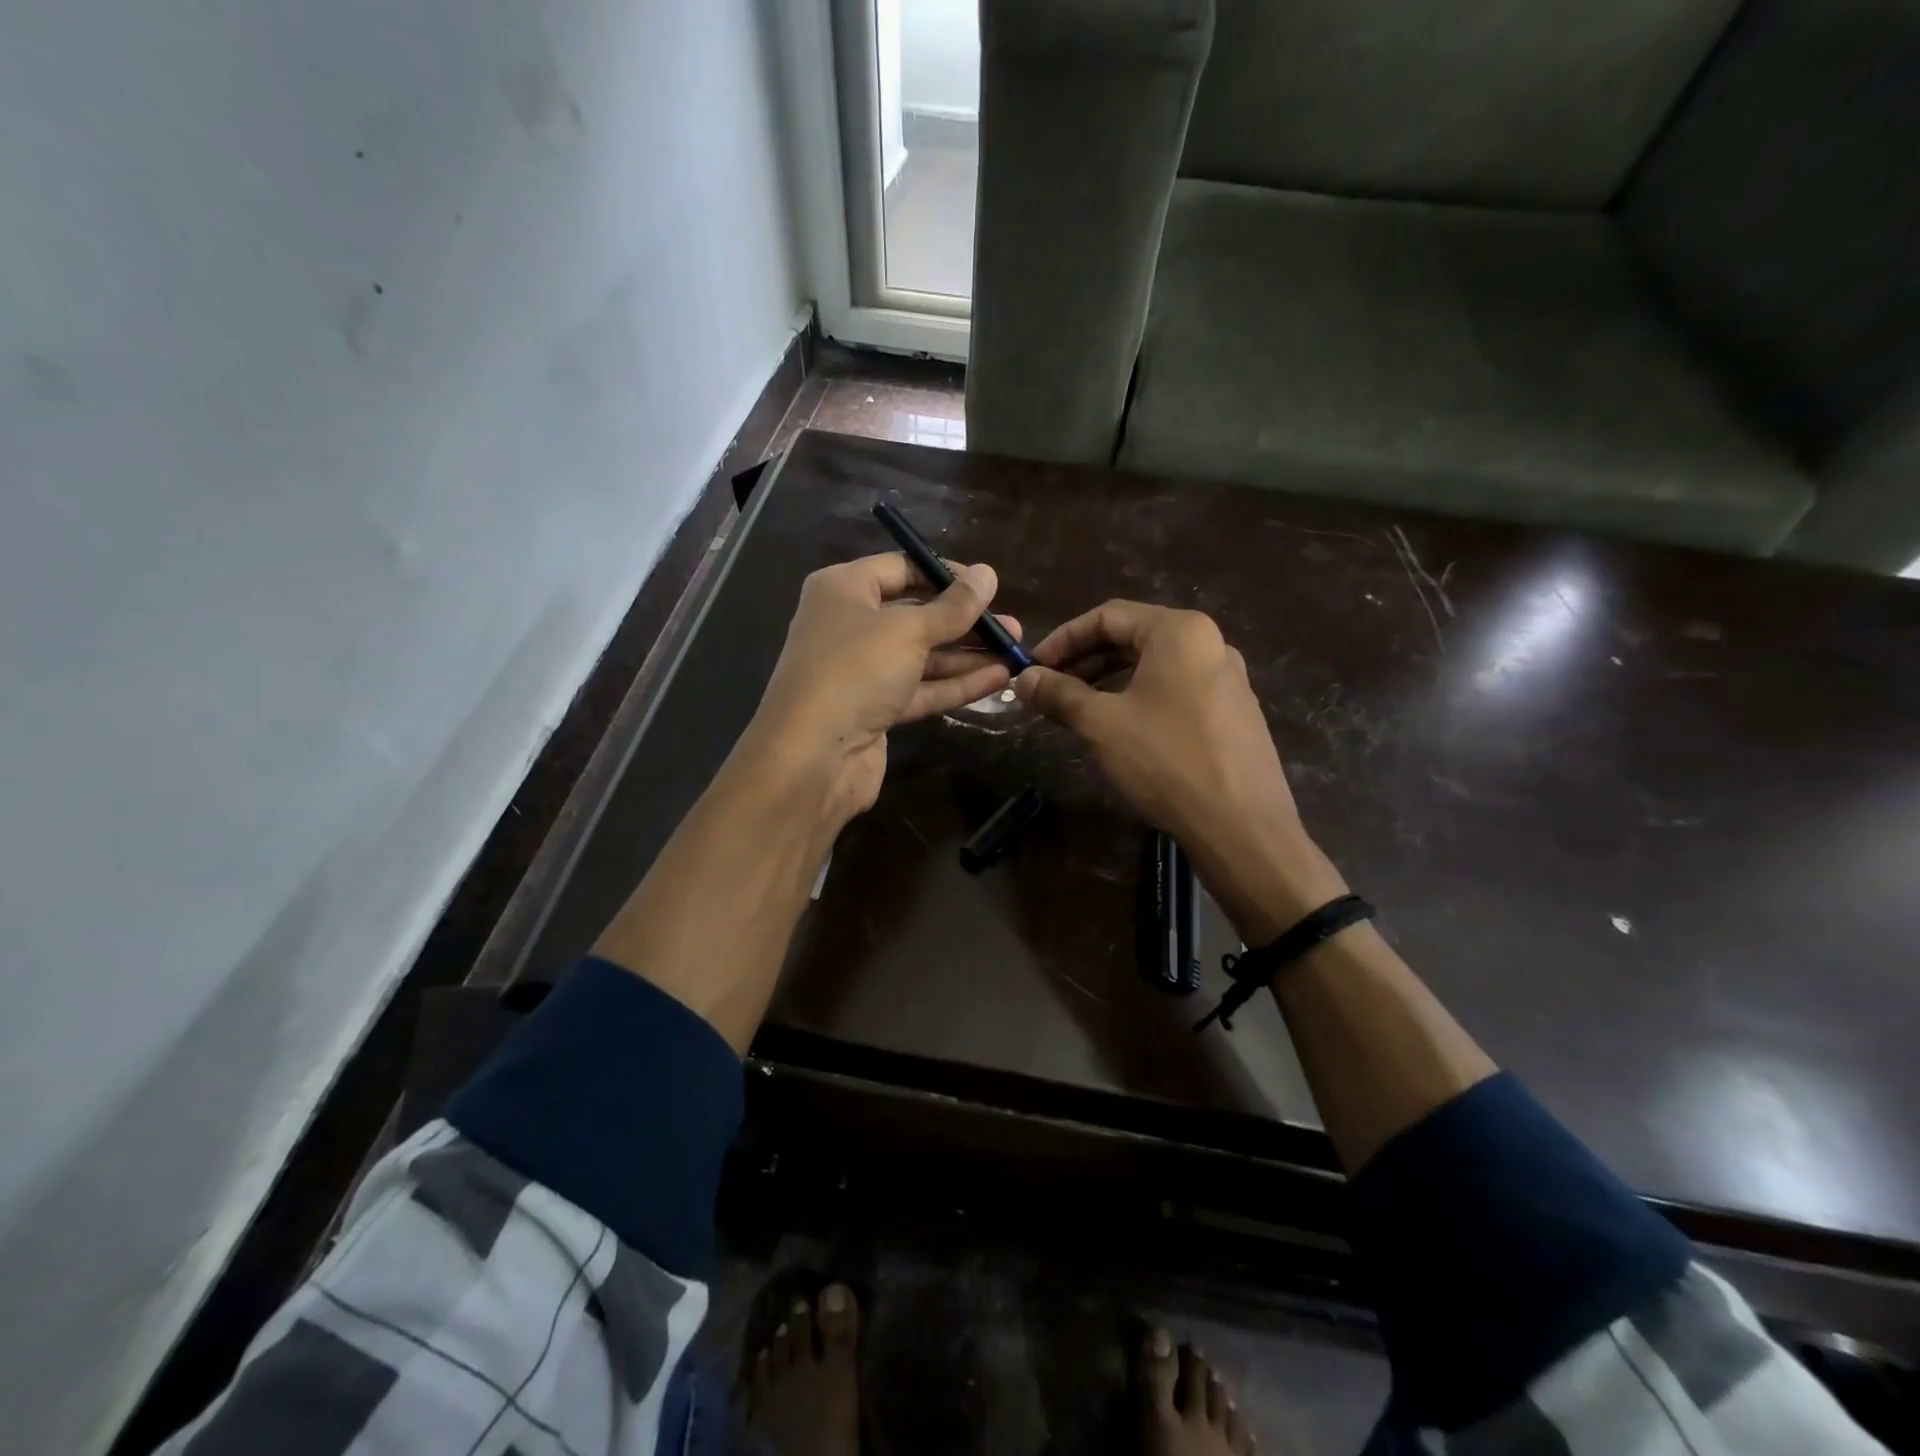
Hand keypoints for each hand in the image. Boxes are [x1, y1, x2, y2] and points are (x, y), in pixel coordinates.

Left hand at [740, 552, 1021, 827]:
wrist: (812, 757)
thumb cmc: (855, 671)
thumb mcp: (909, 630)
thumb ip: (953, 607)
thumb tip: (987, 573)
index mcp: (843, 590)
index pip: (900, 568)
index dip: (945, 575)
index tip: (987, 585)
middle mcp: (849, 626)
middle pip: (915, 615)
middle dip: (963, 621)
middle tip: (1010, 625)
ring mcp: (862, 672)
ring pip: (922, 656)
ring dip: (967, 655)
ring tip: (1014, 653)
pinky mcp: (875, 710)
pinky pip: (920, 689)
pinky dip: (955, 684)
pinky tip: (997, 679)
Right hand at [1014, 600, 1344, 939]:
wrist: (1242, 827)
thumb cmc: (1166, 761)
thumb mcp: (1100, 724)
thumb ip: (1058, 693)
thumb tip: (1023, 678)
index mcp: (1179, 631)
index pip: (1108, 616)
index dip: (1062, 639)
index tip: (1033, 668)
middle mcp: (1209, 644)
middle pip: (1133, 638)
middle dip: (1084, 661)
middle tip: (1049, 690)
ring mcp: (1228, 679)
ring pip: (1154, 667)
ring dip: (1108, 682)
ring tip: (1076, 711)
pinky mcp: (1233, 713)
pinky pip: (1175, 691)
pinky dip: (1138, 699)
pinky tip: (1119, 731)